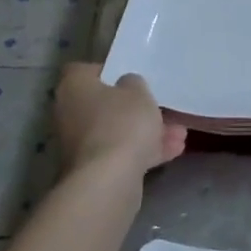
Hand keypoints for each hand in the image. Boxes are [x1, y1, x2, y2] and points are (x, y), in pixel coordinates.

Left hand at [53, 64, 185, 177]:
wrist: (108, 180)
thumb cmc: (121, 123)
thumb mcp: (138, 92)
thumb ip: (133, 83)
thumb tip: (126, 86)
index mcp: (74, 87)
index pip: (86, 71)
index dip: (110, 72)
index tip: (132, 77)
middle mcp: (70, 114)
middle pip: (106, 105)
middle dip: (136, 108)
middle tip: (162, 108)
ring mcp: (80, 144)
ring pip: (118, 131)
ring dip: (147, 132)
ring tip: (180, 133)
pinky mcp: (93, 170)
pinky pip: (121, 153)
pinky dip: (144, 152)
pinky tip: (174, 151)